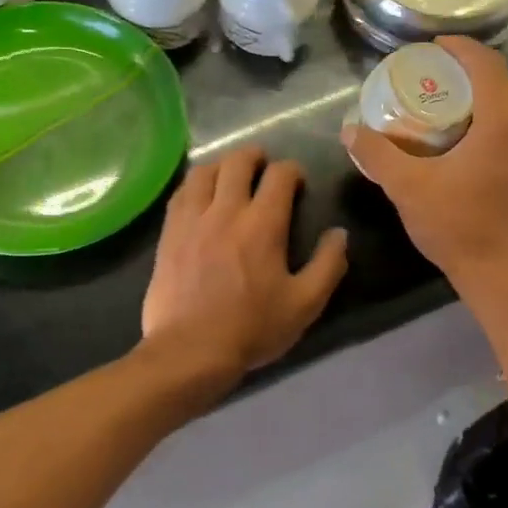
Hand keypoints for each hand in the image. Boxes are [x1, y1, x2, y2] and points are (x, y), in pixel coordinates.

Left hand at [142, 146, 348, 379]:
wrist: (191, 350)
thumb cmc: (252, 328)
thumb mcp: (305, 304)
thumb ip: (328, 265)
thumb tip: (339, 234)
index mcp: (263, 224)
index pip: (279, 175)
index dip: (292, 170)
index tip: (297, 181)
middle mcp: (225, 211)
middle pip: (238, 162)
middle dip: (255, 156)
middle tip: (263, 166)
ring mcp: (191, 220)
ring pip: (203, 172)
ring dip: (221, 165)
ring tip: (229, 175)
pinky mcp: (168, 234)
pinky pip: (179, 194)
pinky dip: (194, 185)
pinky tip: (199, 196)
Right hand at [340, 37, 507, 298]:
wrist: (504, 278)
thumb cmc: (457, 228)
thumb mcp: (407, 188)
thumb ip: (377, 154)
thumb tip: (350, 130)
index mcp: (504, 124)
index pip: (488, 66)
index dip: (462, 48)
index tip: (436, 47)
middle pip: (506, 85)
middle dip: (474, 73)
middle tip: (440, 78)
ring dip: (488, 102)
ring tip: (454, 110)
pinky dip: (499, 128)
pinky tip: (475, 149)